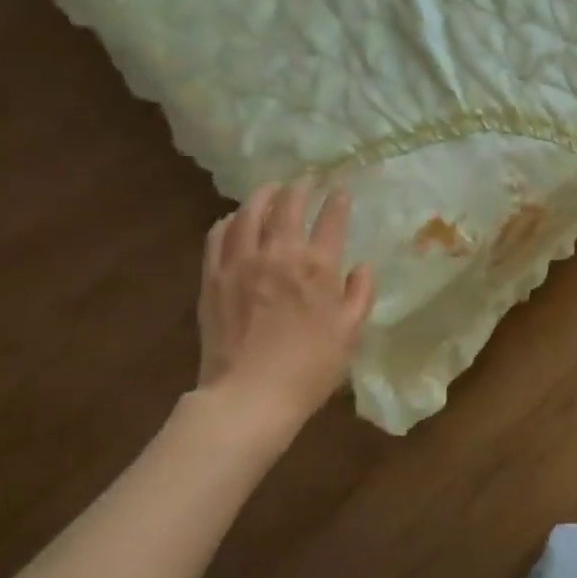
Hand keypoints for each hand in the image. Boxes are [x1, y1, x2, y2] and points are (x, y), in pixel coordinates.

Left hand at [193, 181, 374, 441]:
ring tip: (270, 191)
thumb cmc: (310, 368)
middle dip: (299, 187)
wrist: (250, 396)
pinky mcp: (213, 277)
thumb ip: (360, 294)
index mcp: (317, 267)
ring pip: (249, 213)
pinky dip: (228, 221)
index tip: (339, 191)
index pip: (331, 220)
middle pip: (288, 205)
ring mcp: (241, 262)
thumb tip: (362, 266)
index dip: (337, 201)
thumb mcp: (350, 334)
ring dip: (262, 196)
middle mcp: (278, 254)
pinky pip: (218, 236)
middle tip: (304, 181)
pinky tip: (233, 221)